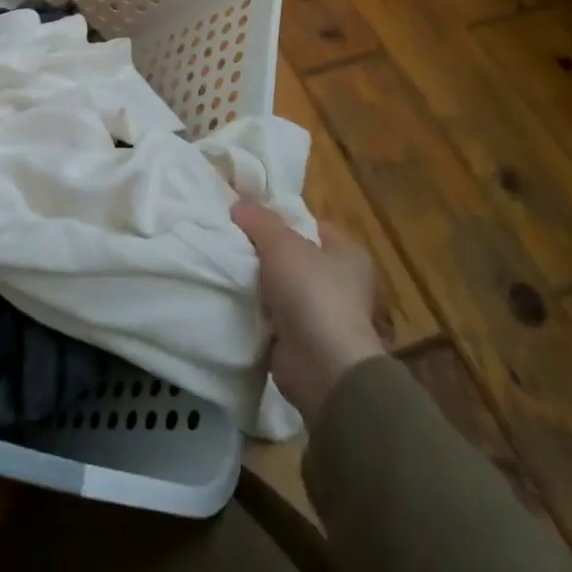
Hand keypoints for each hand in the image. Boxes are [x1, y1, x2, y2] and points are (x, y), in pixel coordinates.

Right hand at [233, 201, 387, 427]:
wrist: (323, 368)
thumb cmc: (312, 294)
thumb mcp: (282, 245)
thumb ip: (260, 221)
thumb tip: (238, 204)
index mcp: (347, 253)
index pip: (309, 225)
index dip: (279, 218)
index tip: (246, 217)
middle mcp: (341, 282)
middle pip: (293, 256)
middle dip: (263, 252)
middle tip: (230, 240)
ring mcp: (323, 315)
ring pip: (280, 287)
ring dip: (257, 283)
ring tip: (224, 267)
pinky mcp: (303, 341)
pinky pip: (273, 316)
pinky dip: (256, 311)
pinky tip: (232, 300)